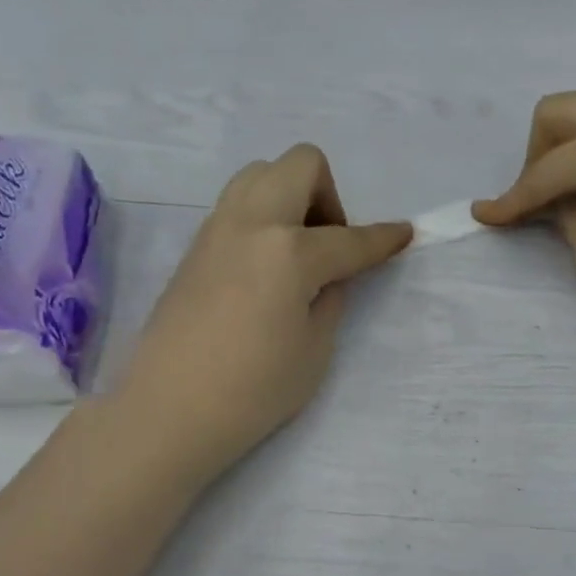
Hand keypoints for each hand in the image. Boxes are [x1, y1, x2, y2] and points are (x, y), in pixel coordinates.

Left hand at [118, 145, 411, 479]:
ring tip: (297, 254)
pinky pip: (237, 206)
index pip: (349, 238)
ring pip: (261, 175)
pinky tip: (265, 270)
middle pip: (299, 165)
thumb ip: (331, 298)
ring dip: (291, 198)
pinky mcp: (195, 248)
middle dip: (329, 196)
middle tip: (330, 248)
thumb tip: (330, 274)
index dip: (383, 239)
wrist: (171, 410)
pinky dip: (263, 219)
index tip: (404, 234)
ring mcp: (216, 230)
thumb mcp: (315, 349)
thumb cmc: (254, 390)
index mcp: (289, 251)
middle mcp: (251, 223)